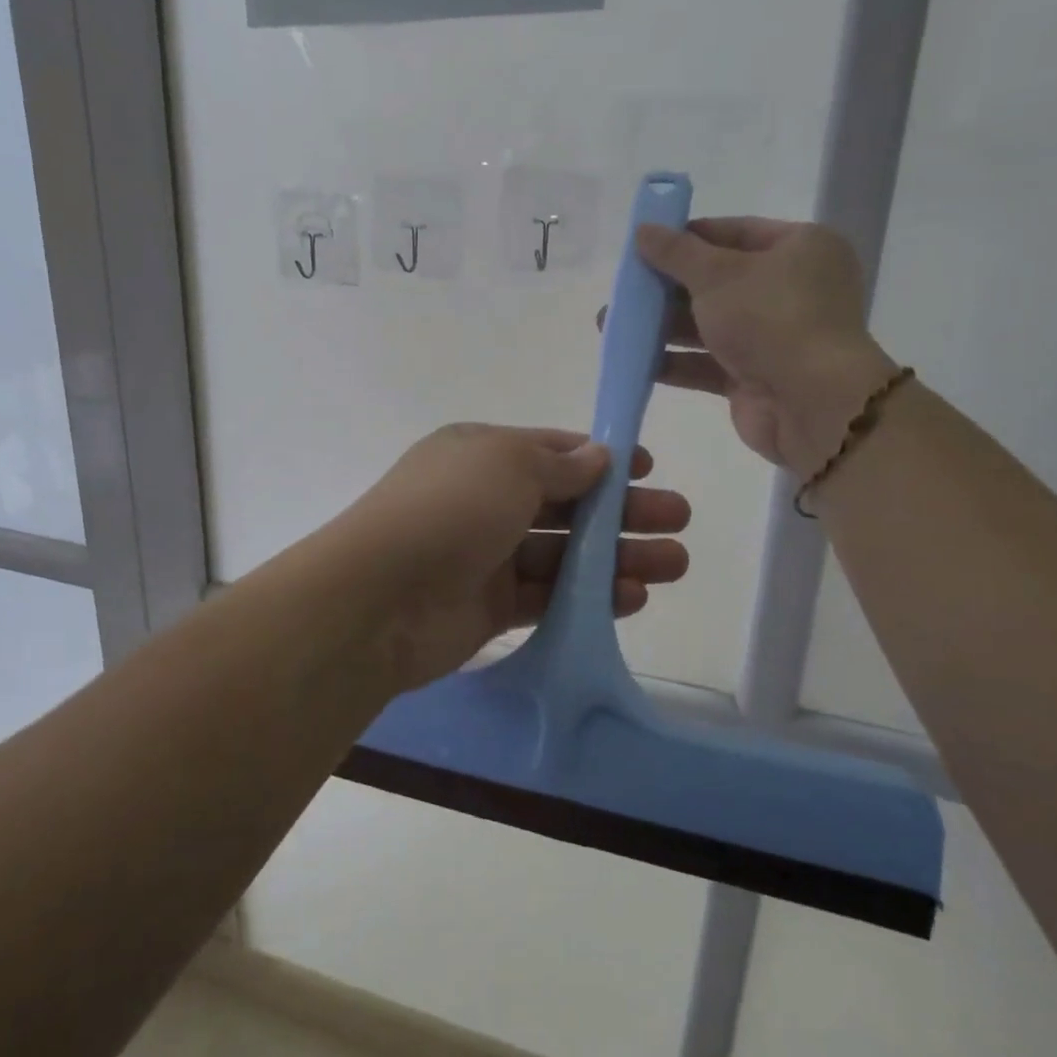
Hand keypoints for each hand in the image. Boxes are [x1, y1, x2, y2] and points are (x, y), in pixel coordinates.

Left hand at [338, 425, 689, 690]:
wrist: (379, 599)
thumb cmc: (448, 510)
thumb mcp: (506, 464)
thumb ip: (558, 463)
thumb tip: (597, 456)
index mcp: (481, 454)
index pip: (551, 450)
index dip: (600, 458)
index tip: (647, 469)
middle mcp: (485, 500)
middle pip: (566, 503)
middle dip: (622, 510)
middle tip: (678, 520)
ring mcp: (487, 555)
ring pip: (565, 553)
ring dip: (617, 557)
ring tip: (674, 564)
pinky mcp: (491, 606)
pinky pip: (550, 595)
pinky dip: (590, 596)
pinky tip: (633, 597)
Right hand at [632, 217, 897, 473]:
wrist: (811, 403)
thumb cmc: (771, 319)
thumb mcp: (717, 275)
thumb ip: (676, 253)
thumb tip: (643, 229)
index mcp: (800, 249)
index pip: (734, 232)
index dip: (687, 237)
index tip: (643, 245)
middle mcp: (791, 289)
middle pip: (717, 281)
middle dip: (666, 288)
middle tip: (623, 290)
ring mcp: (774, 337)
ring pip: (708, 325)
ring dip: (662, 326)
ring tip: (612, 325)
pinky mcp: (756, 377)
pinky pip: (708, 363)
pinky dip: (675, 361)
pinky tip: (635, 361)